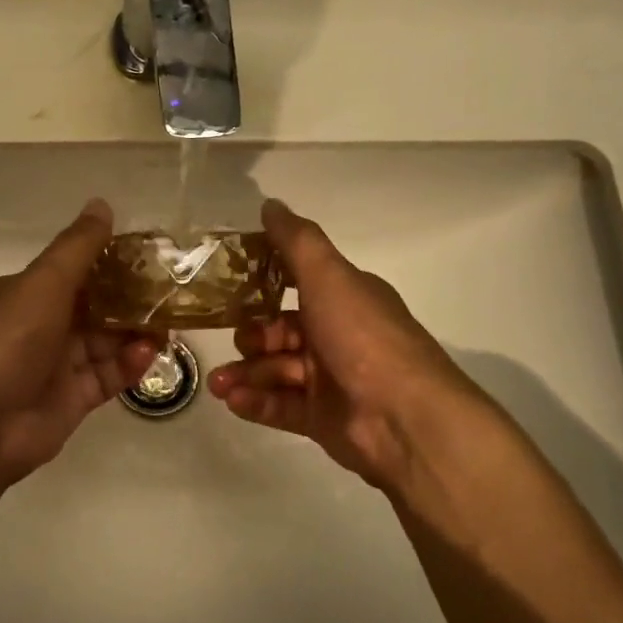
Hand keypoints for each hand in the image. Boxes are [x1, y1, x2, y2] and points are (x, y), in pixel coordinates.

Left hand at [0, 199, 159, 489]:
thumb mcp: (42, 283)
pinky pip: (107, 376)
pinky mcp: (71, 401)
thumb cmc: (7, 341)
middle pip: (94, 308)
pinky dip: (129, 365)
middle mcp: (40, 327)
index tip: (150, 257)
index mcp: (25, 294)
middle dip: (131, 300)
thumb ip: (77, 248)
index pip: (74, 272)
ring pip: (105, 343)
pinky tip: (150, 354)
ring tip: (169, 325)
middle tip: (171, 293)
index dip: (110, 264)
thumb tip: (102, 203)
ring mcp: (55, 366)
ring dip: (135, 333)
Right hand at [207, 198, 497, 494]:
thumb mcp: (328, 277)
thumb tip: (270, 203)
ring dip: (245, 374)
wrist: (403, 417)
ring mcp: (331, 380)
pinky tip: (233, 400)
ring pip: (275, 370)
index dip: (264, 283)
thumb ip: (296, 241)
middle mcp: (338, 335)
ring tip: (218, 384)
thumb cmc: (362, 337)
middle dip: (251, 337)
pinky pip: (280, 405)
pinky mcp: (323, 418)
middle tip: (237, 343)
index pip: (298, 283)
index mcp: (345, 299)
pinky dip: (256, 401)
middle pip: (281, 331)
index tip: (228, 285)